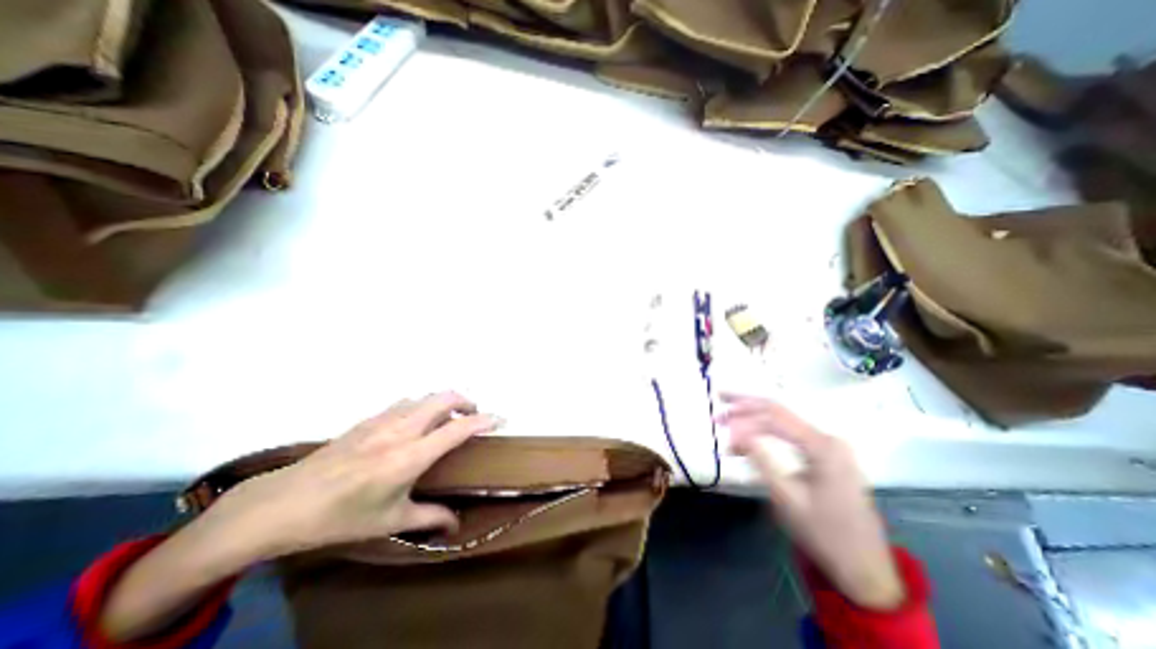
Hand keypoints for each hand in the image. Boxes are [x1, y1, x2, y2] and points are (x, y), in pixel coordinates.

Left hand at [218, 391, 505, 557]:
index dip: (484, 420)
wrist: (281, 504)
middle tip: (473, 416)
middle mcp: (402, 430)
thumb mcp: (389, 522)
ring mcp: (383, 420)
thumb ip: (429, 518)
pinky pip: (405, 402)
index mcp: (411, 456)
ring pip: (425, 396)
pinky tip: (416, 422)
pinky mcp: (368, 419)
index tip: (501, 418)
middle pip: (444, 397)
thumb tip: (457, 524)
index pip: (458, 428)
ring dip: (444, 401)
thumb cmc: (340, 517)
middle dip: (466, 401)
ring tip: (448, 418)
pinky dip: (422, 405)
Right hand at [720, 393, 901, 609]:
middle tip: (719, 398)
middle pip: (779, 410)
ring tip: (728, 413)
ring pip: (784, 418)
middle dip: (746, 404)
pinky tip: (749, 431)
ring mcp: (829, 445)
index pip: (774, 418)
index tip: (719, 425)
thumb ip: (759, 459)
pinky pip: (791, 432)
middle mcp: (827, 438)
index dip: (743, 417)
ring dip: (754, 414)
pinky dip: (766, 428)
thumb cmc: (823, 533)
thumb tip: (734, 434)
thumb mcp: (785, 497)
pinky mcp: (827, 454)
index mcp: (822, 446)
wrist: (865, 568)